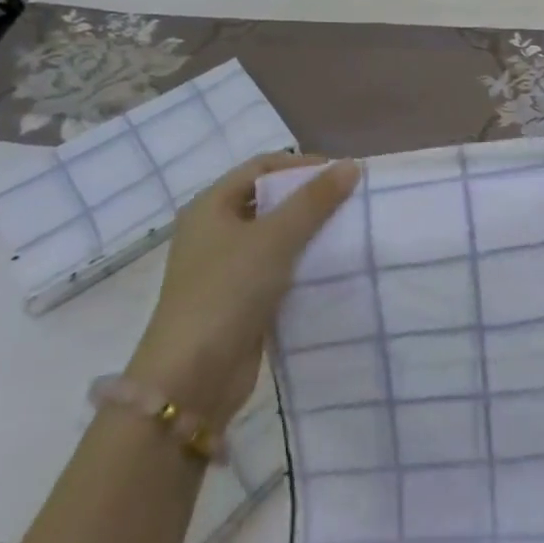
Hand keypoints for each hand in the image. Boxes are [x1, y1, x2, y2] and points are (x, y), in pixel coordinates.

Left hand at [125, 153, 359, 423]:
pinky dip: (303, 263)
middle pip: (270, 200)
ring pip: (276, 236)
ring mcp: (226, 268)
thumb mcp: (275, 238)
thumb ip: (314, 200)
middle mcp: (215, 231)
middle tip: (352, 202)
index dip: (302, 165)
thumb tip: (351, 165)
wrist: (191, 377)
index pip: (262, 167)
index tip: (343, 175)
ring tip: (350, 231)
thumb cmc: (227, 291)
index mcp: (210, 207)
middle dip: (310, 199)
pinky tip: (333, 267)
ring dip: (310, 232)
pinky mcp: (241, 299)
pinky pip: (278, 268)